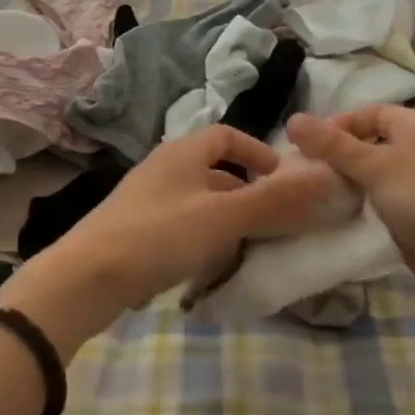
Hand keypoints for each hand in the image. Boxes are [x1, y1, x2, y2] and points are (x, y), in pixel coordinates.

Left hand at [0, 126, 332, 351]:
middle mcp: (162, 169)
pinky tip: (210, 266)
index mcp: (182, 153)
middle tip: (273, 220)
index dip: (257, 152)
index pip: (226, 136)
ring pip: (197, 201)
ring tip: (248, 246)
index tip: (281, 180)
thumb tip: (327, 177)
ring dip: (226, 218)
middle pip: (213, 170)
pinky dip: (202, 238)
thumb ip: (275, 200)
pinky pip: (180, 225)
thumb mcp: (223, 217)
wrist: (86, 278)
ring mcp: (145, 201)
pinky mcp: (134, 232)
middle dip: (246, 191)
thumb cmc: (158, 236)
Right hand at [288, 107, 414, 318]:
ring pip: (371, 180)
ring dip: (344, 189)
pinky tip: (333, 222)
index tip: (301, 150)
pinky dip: (359, 212)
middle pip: (366, 147)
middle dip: (334, 160)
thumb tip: (292, 119)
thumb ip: (333, 145)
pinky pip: (379, 208)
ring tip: (308, 200)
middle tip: (299, 178)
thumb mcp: (377, 167)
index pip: (366, 114)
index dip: (334, 127)